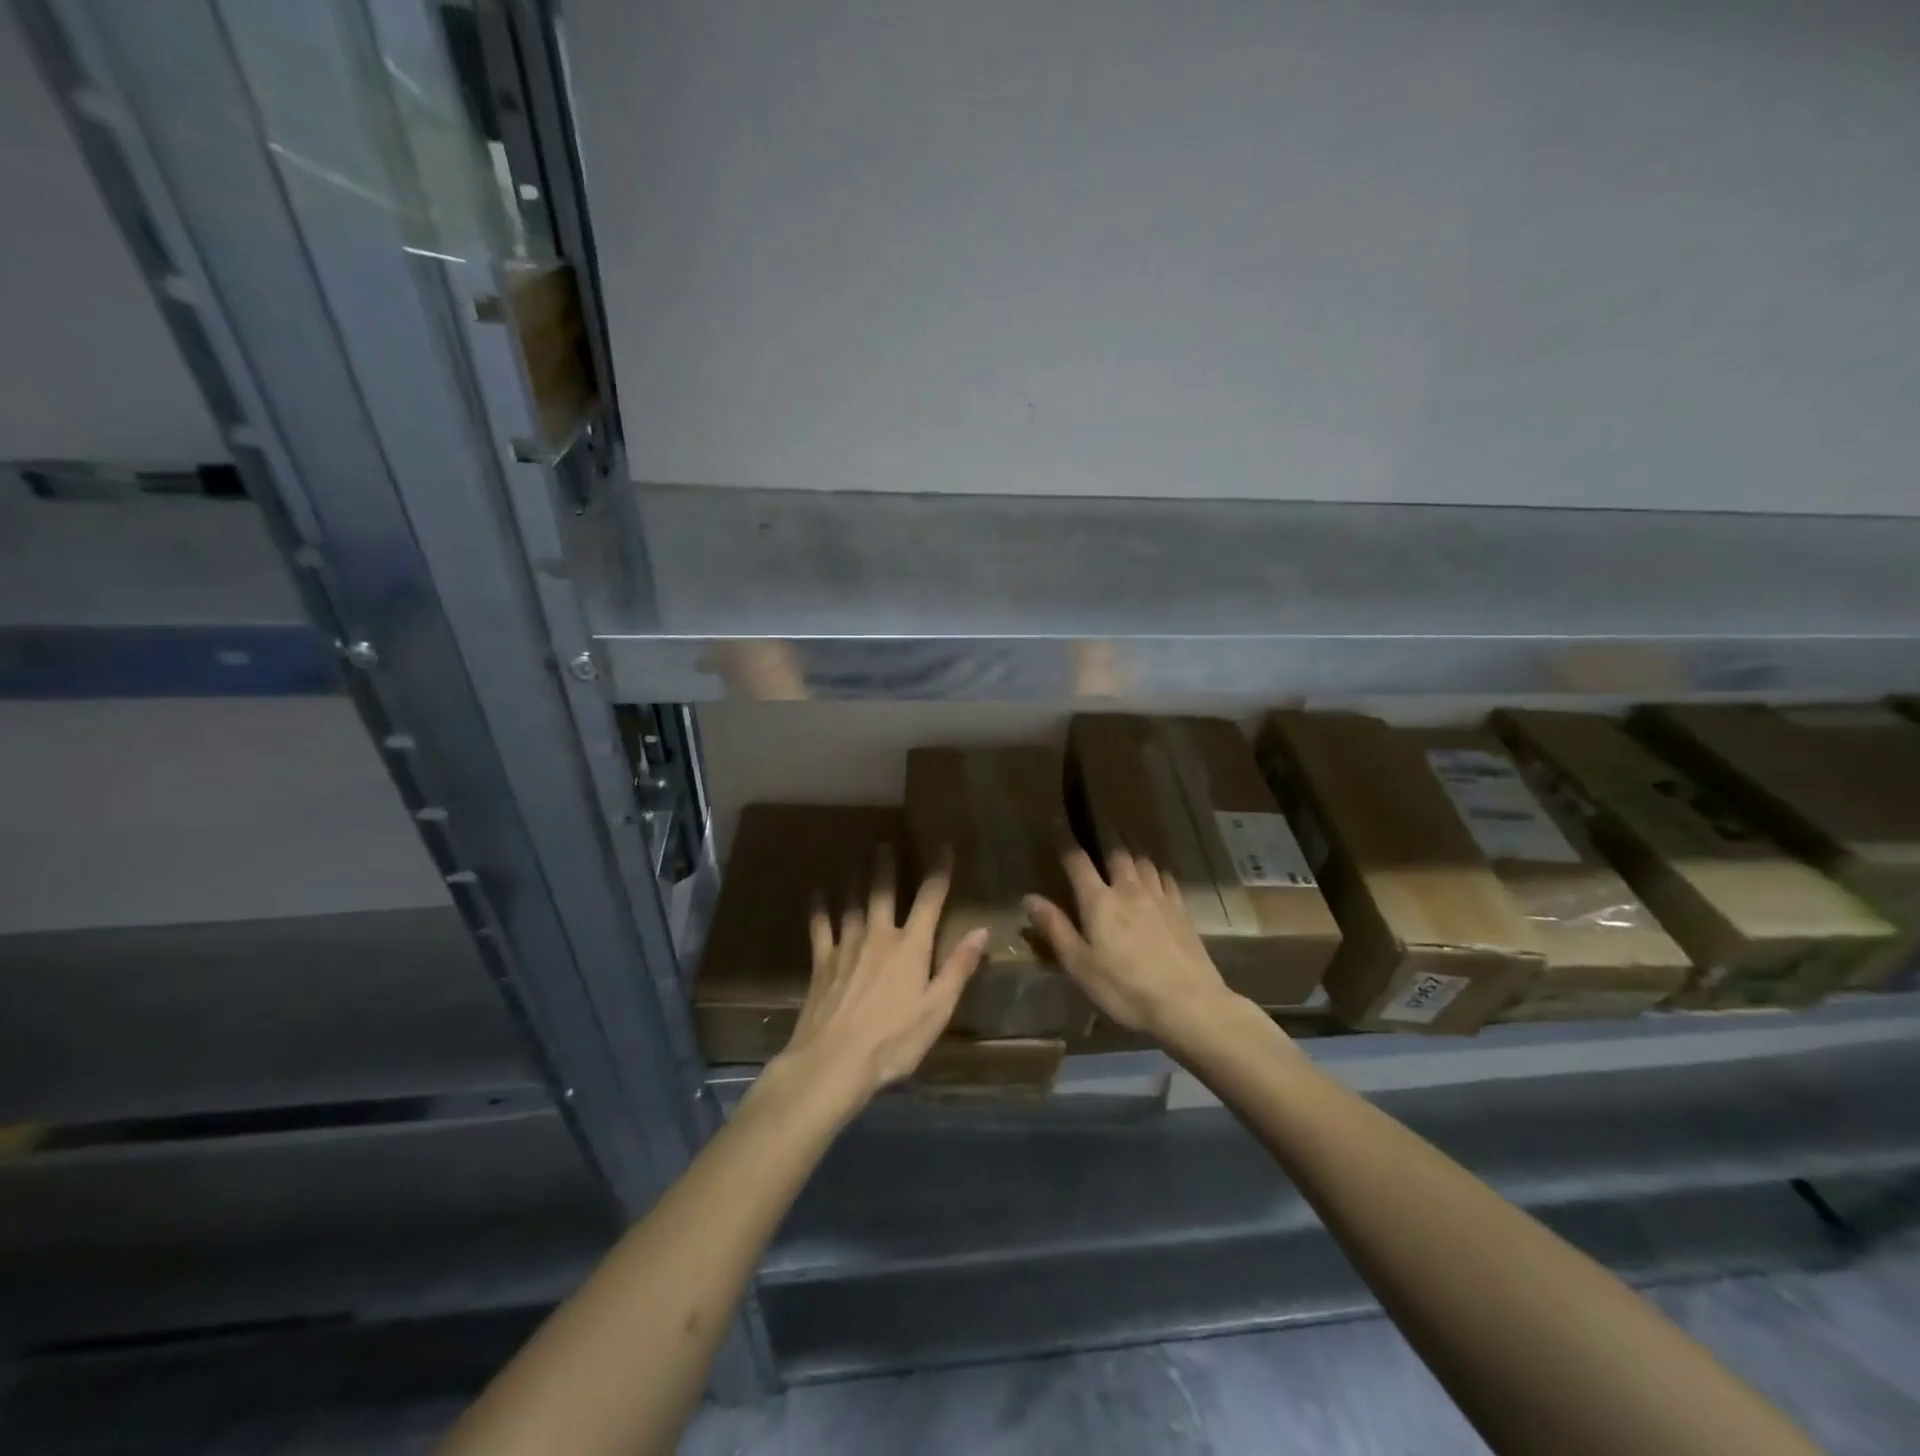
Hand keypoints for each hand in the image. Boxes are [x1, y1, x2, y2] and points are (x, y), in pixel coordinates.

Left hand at [776, 846, 987, 1108]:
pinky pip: (820, 927)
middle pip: (884, 891)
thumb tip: (981, 931)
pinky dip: (819, 908)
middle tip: (885, 840)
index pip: (930, 899)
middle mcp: (879, 936)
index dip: (939, 871)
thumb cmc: (893, 1041)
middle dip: (887, 864)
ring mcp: (847, 946)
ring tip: (858, 859)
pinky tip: (816, 893)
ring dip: (857, 878)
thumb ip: (959, 968)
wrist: (833, 1062)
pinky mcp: (822, 962)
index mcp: (911, 947)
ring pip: (853, 902)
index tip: (944, 847)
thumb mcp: (937, 1010)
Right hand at [1024, 846, 1239, 1040]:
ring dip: (1130, 854)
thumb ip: (1055, 928)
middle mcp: (1128, 889)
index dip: (1066, 842)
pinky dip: (1156, 871)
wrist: (1187, 1003)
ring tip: (1125, 854)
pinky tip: (1156, 877)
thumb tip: (1029, 898)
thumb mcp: (1080, 965)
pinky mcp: (1181, 909)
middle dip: (1103, 841)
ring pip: (1143, 861)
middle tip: (1096, 834)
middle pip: (1116, 853)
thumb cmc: (1124, 988)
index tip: (1058, 824)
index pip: (1078, 861)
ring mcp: (1159, 896)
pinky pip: (1166, 877)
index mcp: (1099, 901)